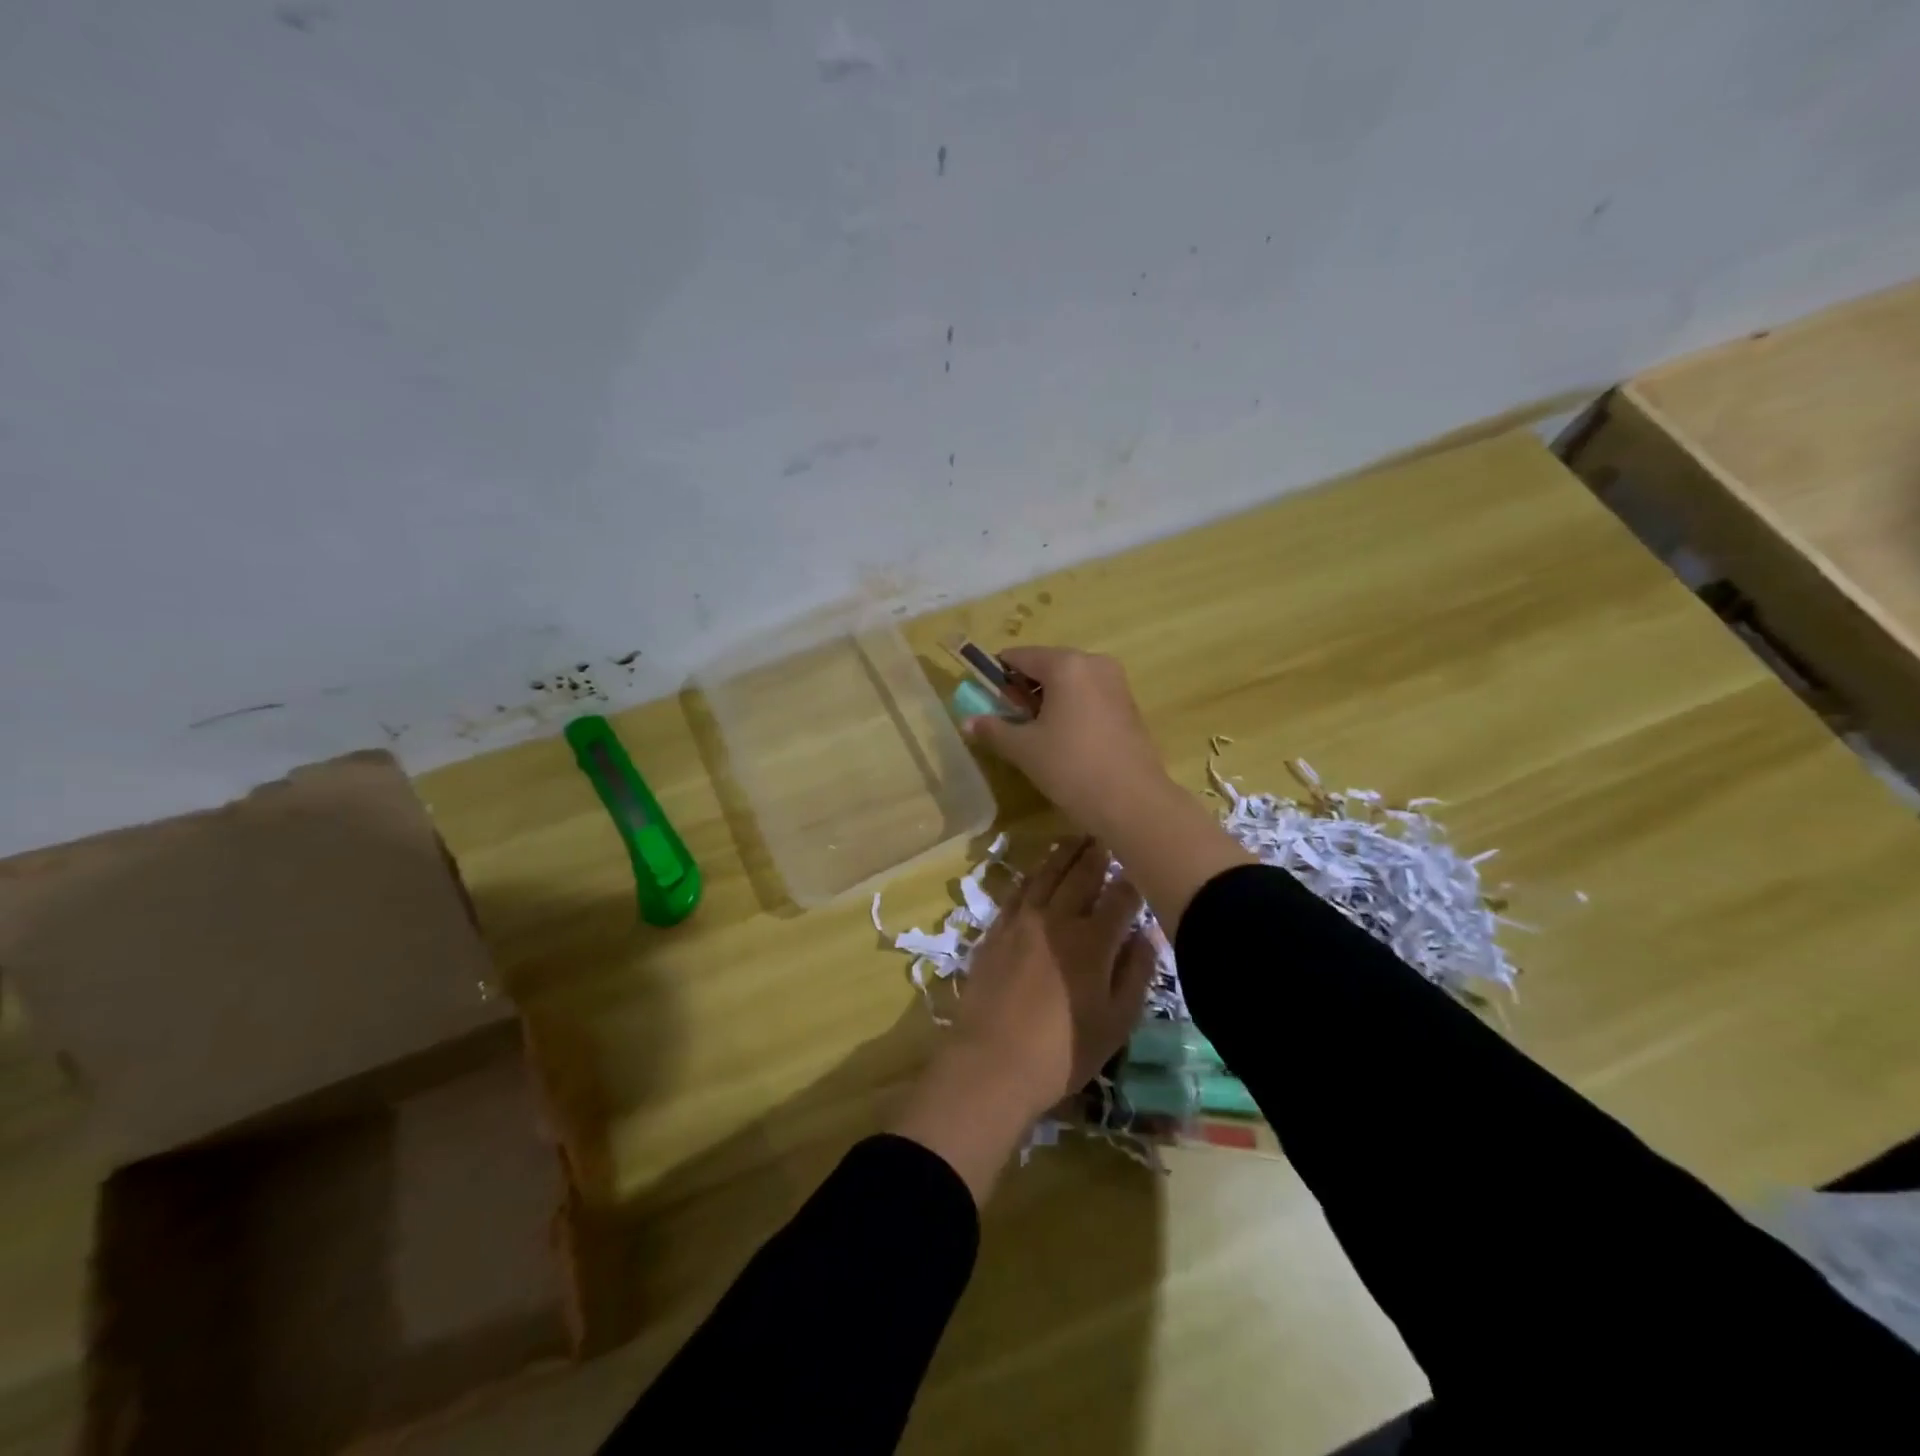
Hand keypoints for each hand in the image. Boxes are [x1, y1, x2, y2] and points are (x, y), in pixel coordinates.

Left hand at [887, 838, 1156, 1203]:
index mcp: (1093, 940)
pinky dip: (1032, 874)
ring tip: (1076, 838)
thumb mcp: (1116, 1022)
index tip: (1144, 863)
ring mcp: (1021, 921)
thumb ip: (1135, 972)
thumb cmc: (1062, 1052)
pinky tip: (1038, 870)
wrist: (991, 1062)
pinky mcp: (995, 930)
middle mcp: (1057, 918)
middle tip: (1108, 832)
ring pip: (1046, 874)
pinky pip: (1017, 891)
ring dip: (1064, 854)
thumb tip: (1147, 933)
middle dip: (1098, 851)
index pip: (1121, 895)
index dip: (1135, 877)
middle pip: (1081, 873)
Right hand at [965, 644, 1252, 935]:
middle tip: (1009, 722)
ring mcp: (1116, 684)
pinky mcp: (1129, 706)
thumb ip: (993, 729)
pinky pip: (1089, 697)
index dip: (996, 676)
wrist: (1133, 802)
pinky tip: (1064, 742)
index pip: (1019, 656)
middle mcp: (1094, 664)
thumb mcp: (1024, 749)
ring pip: (1069, 683)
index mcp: (1066, 664)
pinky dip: (1070, 710)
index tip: (984, 700)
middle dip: (1023, 690)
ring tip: (1035, 736)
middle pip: (1046, 666)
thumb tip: (967, 721)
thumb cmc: (1071, 767)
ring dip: (1047, 701)